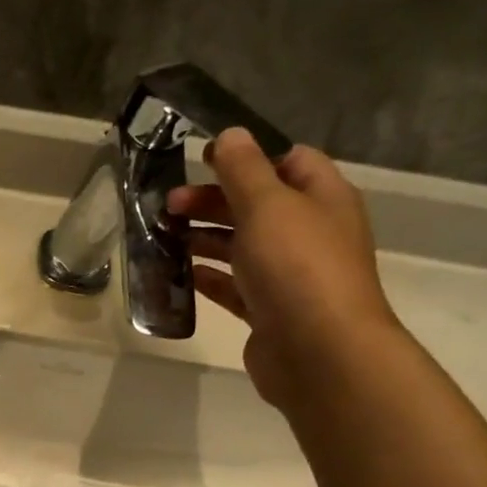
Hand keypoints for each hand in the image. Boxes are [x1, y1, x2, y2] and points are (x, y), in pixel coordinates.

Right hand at [168, 129, 402, 409]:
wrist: (319, 351)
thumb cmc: (297, 267)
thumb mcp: (267, 206)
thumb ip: (244, 169)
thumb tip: (230, 134)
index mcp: (322, 199)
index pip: (290, 161)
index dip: (248, 156)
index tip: (202, 161)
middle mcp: (309, 232)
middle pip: (257, 205)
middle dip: (213, 200)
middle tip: (168, 205)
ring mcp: (289, 274)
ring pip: (241, 245)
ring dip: (204, 238)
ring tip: (164, 236)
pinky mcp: (268, 310)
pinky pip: (233, 285)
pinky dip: (208, 276)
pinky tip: (179, 272)